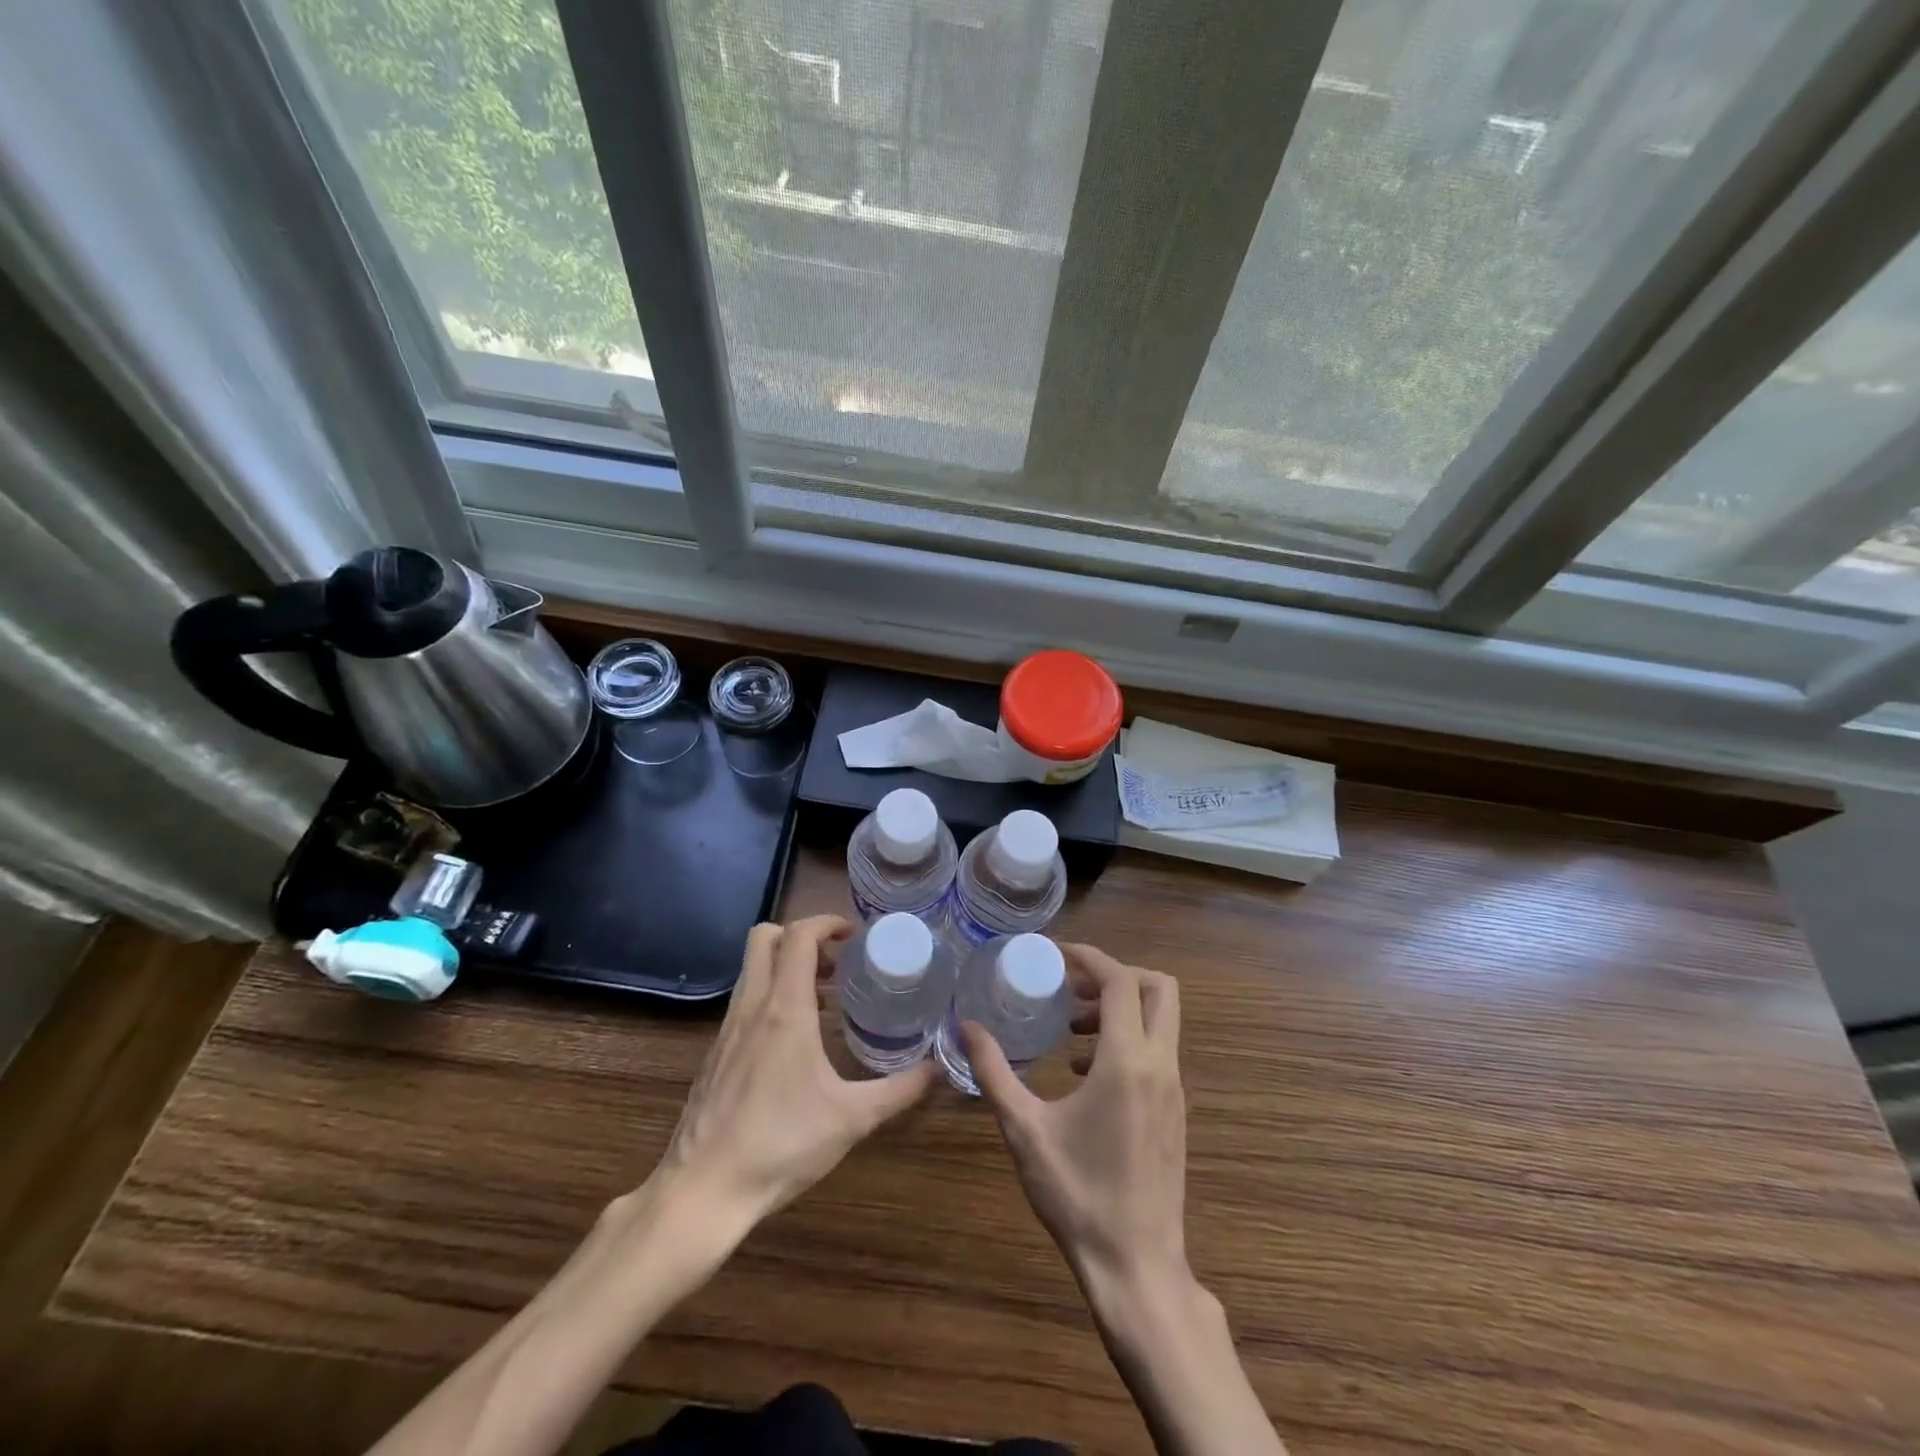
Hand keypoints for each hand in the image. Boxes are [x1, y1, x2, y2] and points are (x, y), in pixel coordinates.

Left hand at [660, 915, 936, 1228]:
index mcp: (784, 1009)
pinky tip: (793, 1040)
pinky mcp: (716, 1053)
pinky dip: (770, 996)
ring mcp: (728, 1029)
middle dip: (801, 936)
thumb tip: (937, 1070)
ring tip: (823, 1000)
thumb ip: (899, 1090)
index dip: (827, 923)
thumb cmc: (781, 1145)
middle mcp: (752, 1006)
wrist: (702, 1191)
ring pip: (751, 969)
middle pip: (764, 937)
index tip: (854, 934)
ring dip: (785, 966)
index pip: (799, 936)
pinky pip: (744, 1001)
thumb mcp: (852, 1119)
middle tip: (835, 962)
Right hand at [960, 944, 1188, 1302]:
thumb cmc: (1077, 1195)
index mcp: (1127, 1061)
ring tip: (1069, 1028)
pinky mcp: (1175, 1111)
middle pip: (1159, 989)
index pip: (1121, 981)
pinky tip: (1082, 1072)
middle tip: (1071, 986)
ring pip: (1161, 1020)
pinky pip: (1157, 1051)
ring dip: (1119, 1009)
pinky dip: (1126, 1039)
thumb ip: (994, 1071)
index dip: (1089, 957)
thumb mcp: (1024, 1130)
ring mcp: (1174, 1089)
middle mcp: (1160, 1066)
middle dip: (1116, 975)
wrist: (1136, 1267)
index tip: (1054, 954)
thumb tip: (966, 1025)